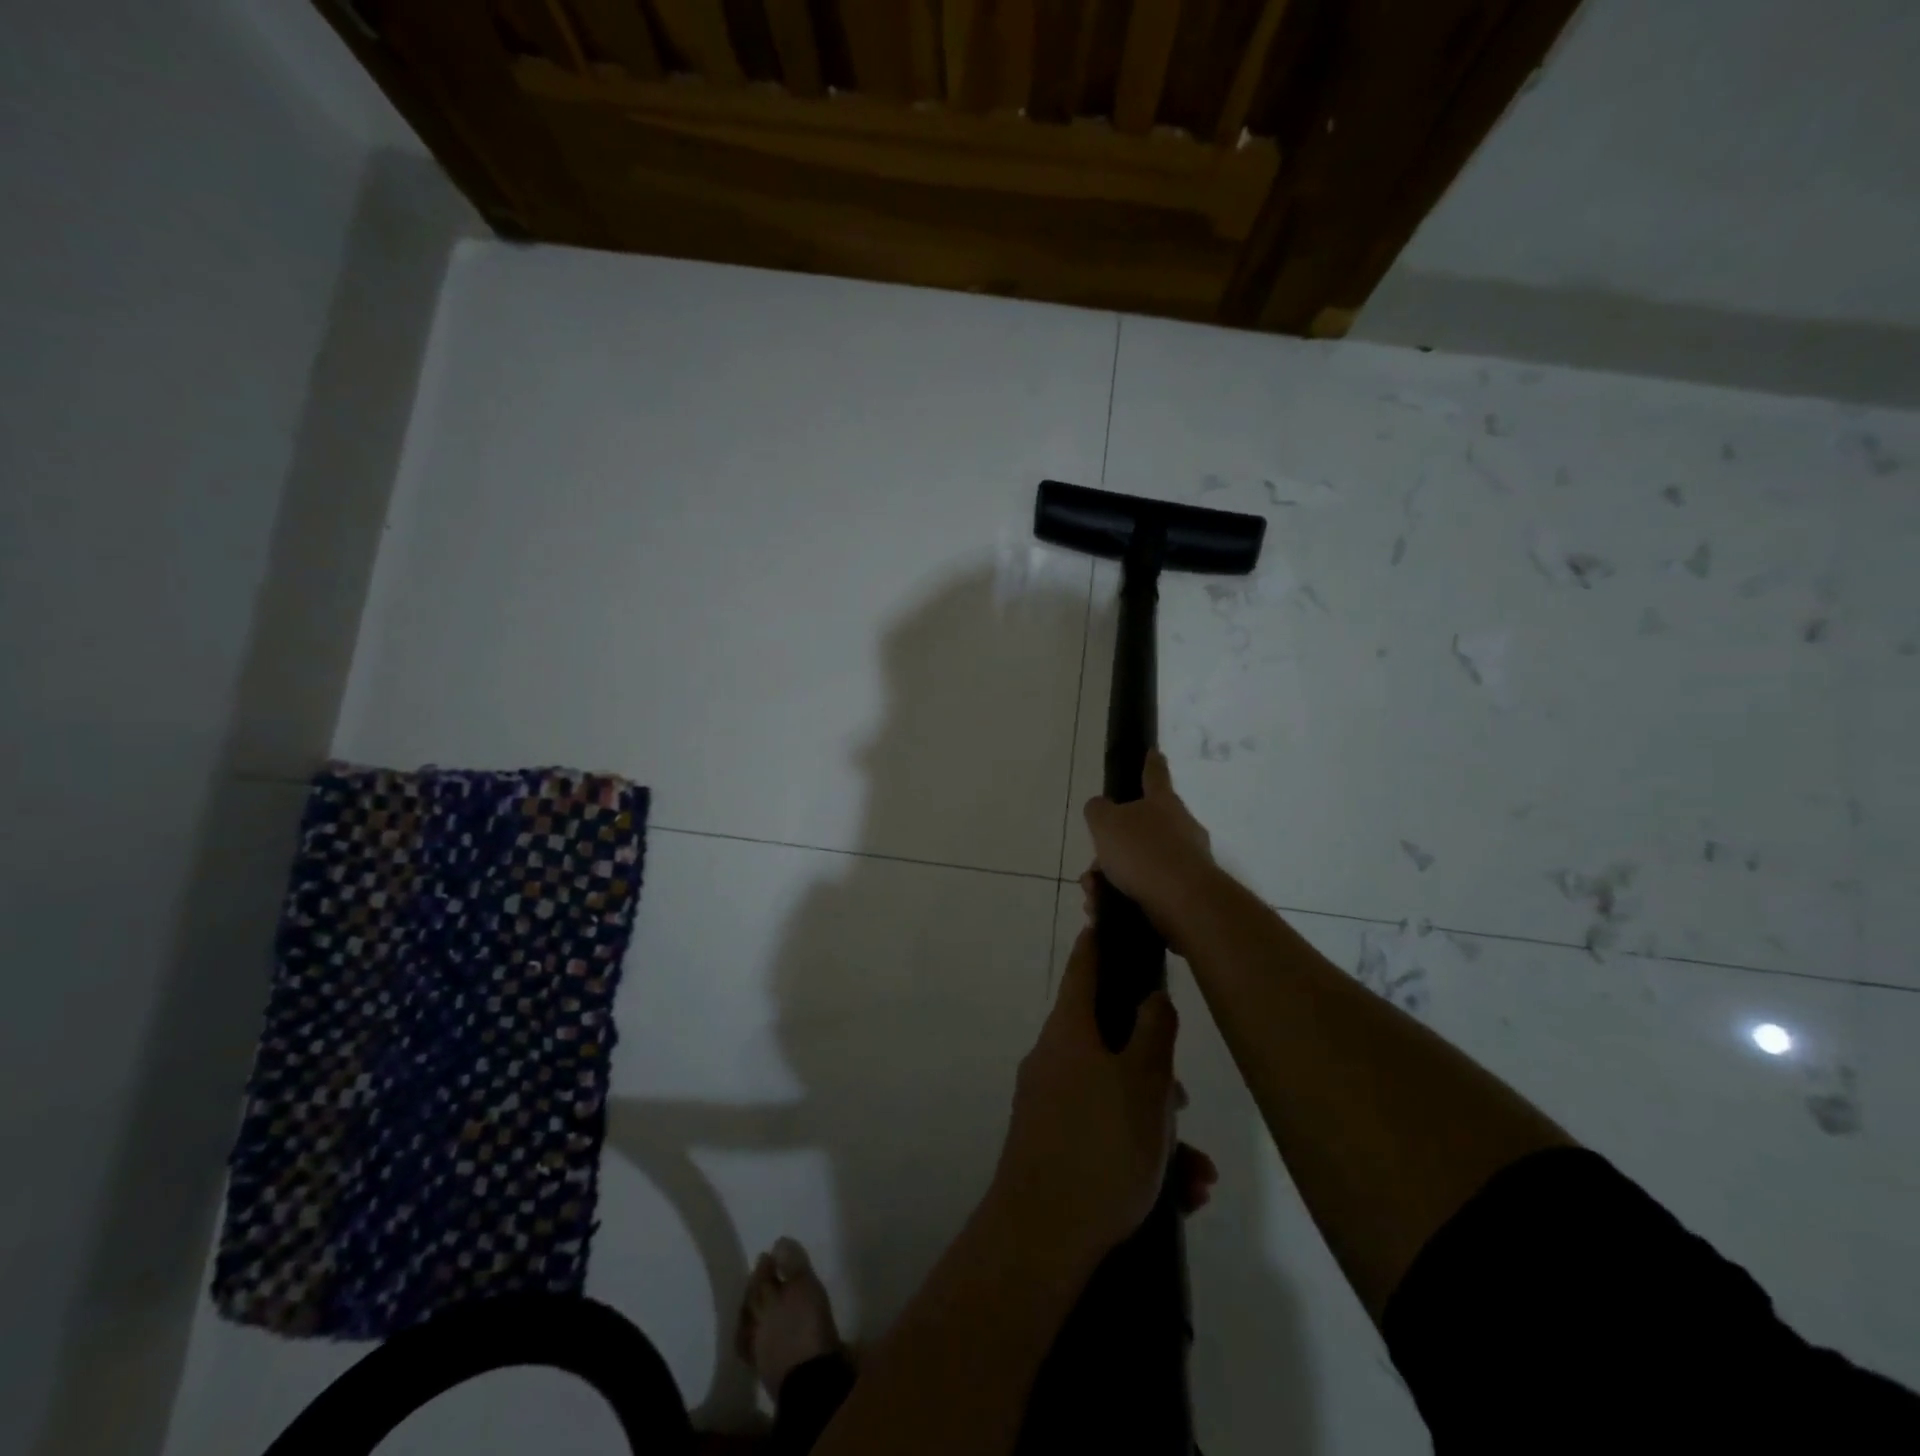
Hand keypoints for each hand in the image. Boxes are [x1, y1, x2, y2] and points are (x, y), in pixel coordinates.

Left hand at [989, 927, 1181, 1266]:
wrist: (1040, 1237)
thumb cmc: (1100, 1145)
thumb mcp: (1144, 1083)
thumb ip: (1155, 1032)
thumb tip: (1152, 996)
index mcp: (1069, 1030)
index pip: (1084, 967)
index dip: (1099, 943)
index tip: (1110, 923)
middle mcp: (1053, 1057)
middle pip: (1110, 1040)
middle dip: (1154, 1069)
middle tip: (1182, 1105)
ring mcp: (1048, 1102)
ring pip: (1114, 1095)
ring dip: (1157, 1126)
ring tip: (1195, 1172)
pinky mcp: (1051, 1145)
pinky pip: (1103, 1133)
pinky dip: (1139, 1153)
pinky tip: (1179, 1194)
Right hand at [1082, 751, 1216, 949]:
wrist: (1184, 903)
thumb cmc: (1143, 853)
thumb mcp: (1106, 823)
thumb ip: (1098, 810)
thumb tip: (1101, 808)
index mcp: (1163, 803)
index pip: (1155, 775)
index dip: (1151, 763)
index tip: (1154, 751)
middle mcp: (1180, 828)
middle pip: (1140, 830)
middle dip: (1112, 848)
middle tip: (1093, 867)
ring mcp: (1187, 861)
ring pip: (1139, 865)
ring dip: (1112, 879)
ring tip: (1094, 896)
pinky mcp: (1186, 894)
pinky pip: (1147, 891)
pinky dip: (1124, 899)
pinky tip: (1106, 911)